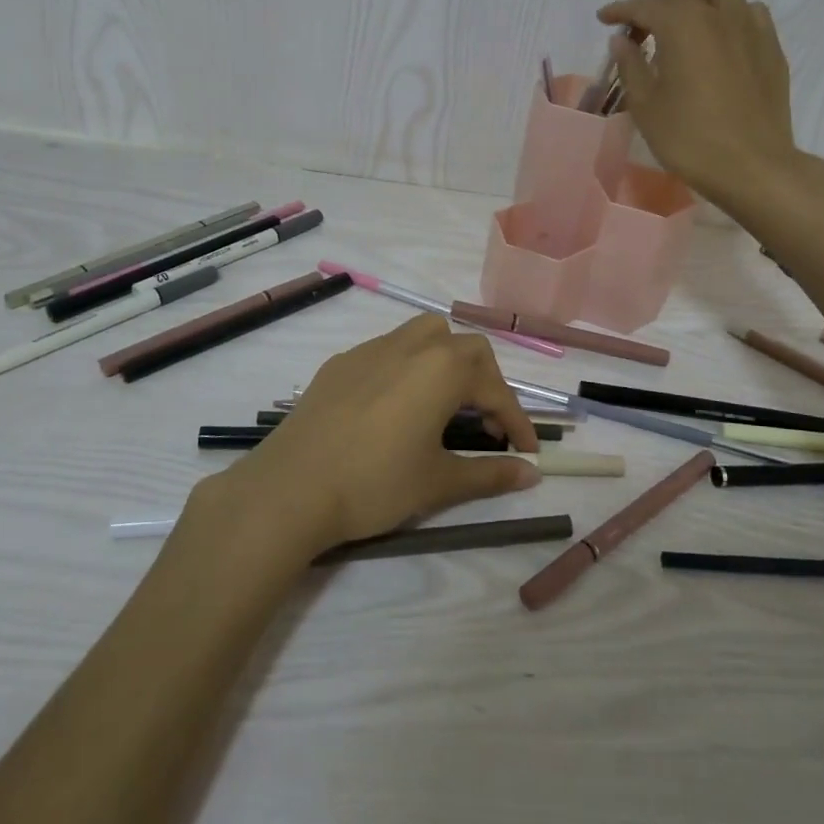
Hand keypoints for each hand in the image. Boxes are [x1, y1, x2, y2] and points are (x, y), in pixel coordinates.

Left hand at [206, 315, 542, 554]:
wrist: (291, 487)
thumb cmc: (375, 483)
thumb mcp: (439, 482)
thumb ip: (490, 474)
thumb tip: (532, 474)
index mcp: (443, 368)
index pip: (496, 389)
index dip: (517, 421)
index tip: (528, 453)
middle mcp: (411, 345)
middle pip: (465, 349)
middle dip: (485, 383)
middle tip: (485, 426)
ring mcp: (371, 349)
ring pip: (425, 336)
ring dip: (446, 362)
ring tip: (444, 404)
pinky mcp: (341, 362)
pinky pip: (388, 350)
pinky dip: (408, 369)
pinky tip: (395, 407)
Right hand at [598, 0, 803, 208]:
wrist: (752, 166)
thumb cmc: (689, 138)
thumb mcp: (646, 106)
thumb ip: (631, 66)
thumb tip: (621, 40)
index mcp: (682, 25)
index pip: (644, 6)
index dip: (620, 10)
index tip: (604, 19)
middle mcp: (717, 15)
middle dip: (655, 10)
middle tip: (640, 39)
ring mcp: (751, 28)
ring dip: (698, 1)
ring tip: (687, 31)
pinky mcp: (771, 48)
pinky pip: (750, 14)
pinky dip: (730, 18)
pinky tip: (722, 46)